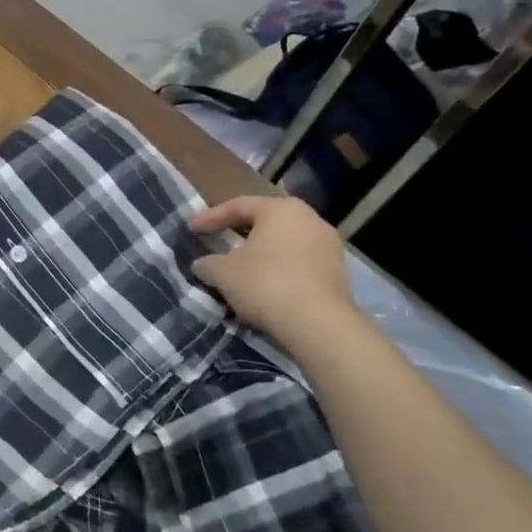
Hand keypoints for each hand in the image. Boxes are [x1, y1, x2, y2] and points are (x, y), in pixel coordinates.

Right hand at [189, 194, 355, 337]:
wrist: (320, 326)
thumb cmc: (265, 284)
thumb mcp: (222, 273)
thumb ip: (208, 263)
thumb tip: (202, 265)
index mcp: (281, 209)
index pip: (238, 206)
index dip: (210, 217)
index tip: (191, 229)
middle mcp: (310, 220)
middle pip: (265, 223)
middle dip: (239, 235)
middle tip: (218, 243)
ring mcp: (330, 247)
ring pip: (284, 246)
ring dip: (261, 257)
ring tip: (240, 273)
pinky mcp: (340, 275)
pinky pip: (300, 266)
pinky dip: (279, 273)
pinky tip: (264, 291)